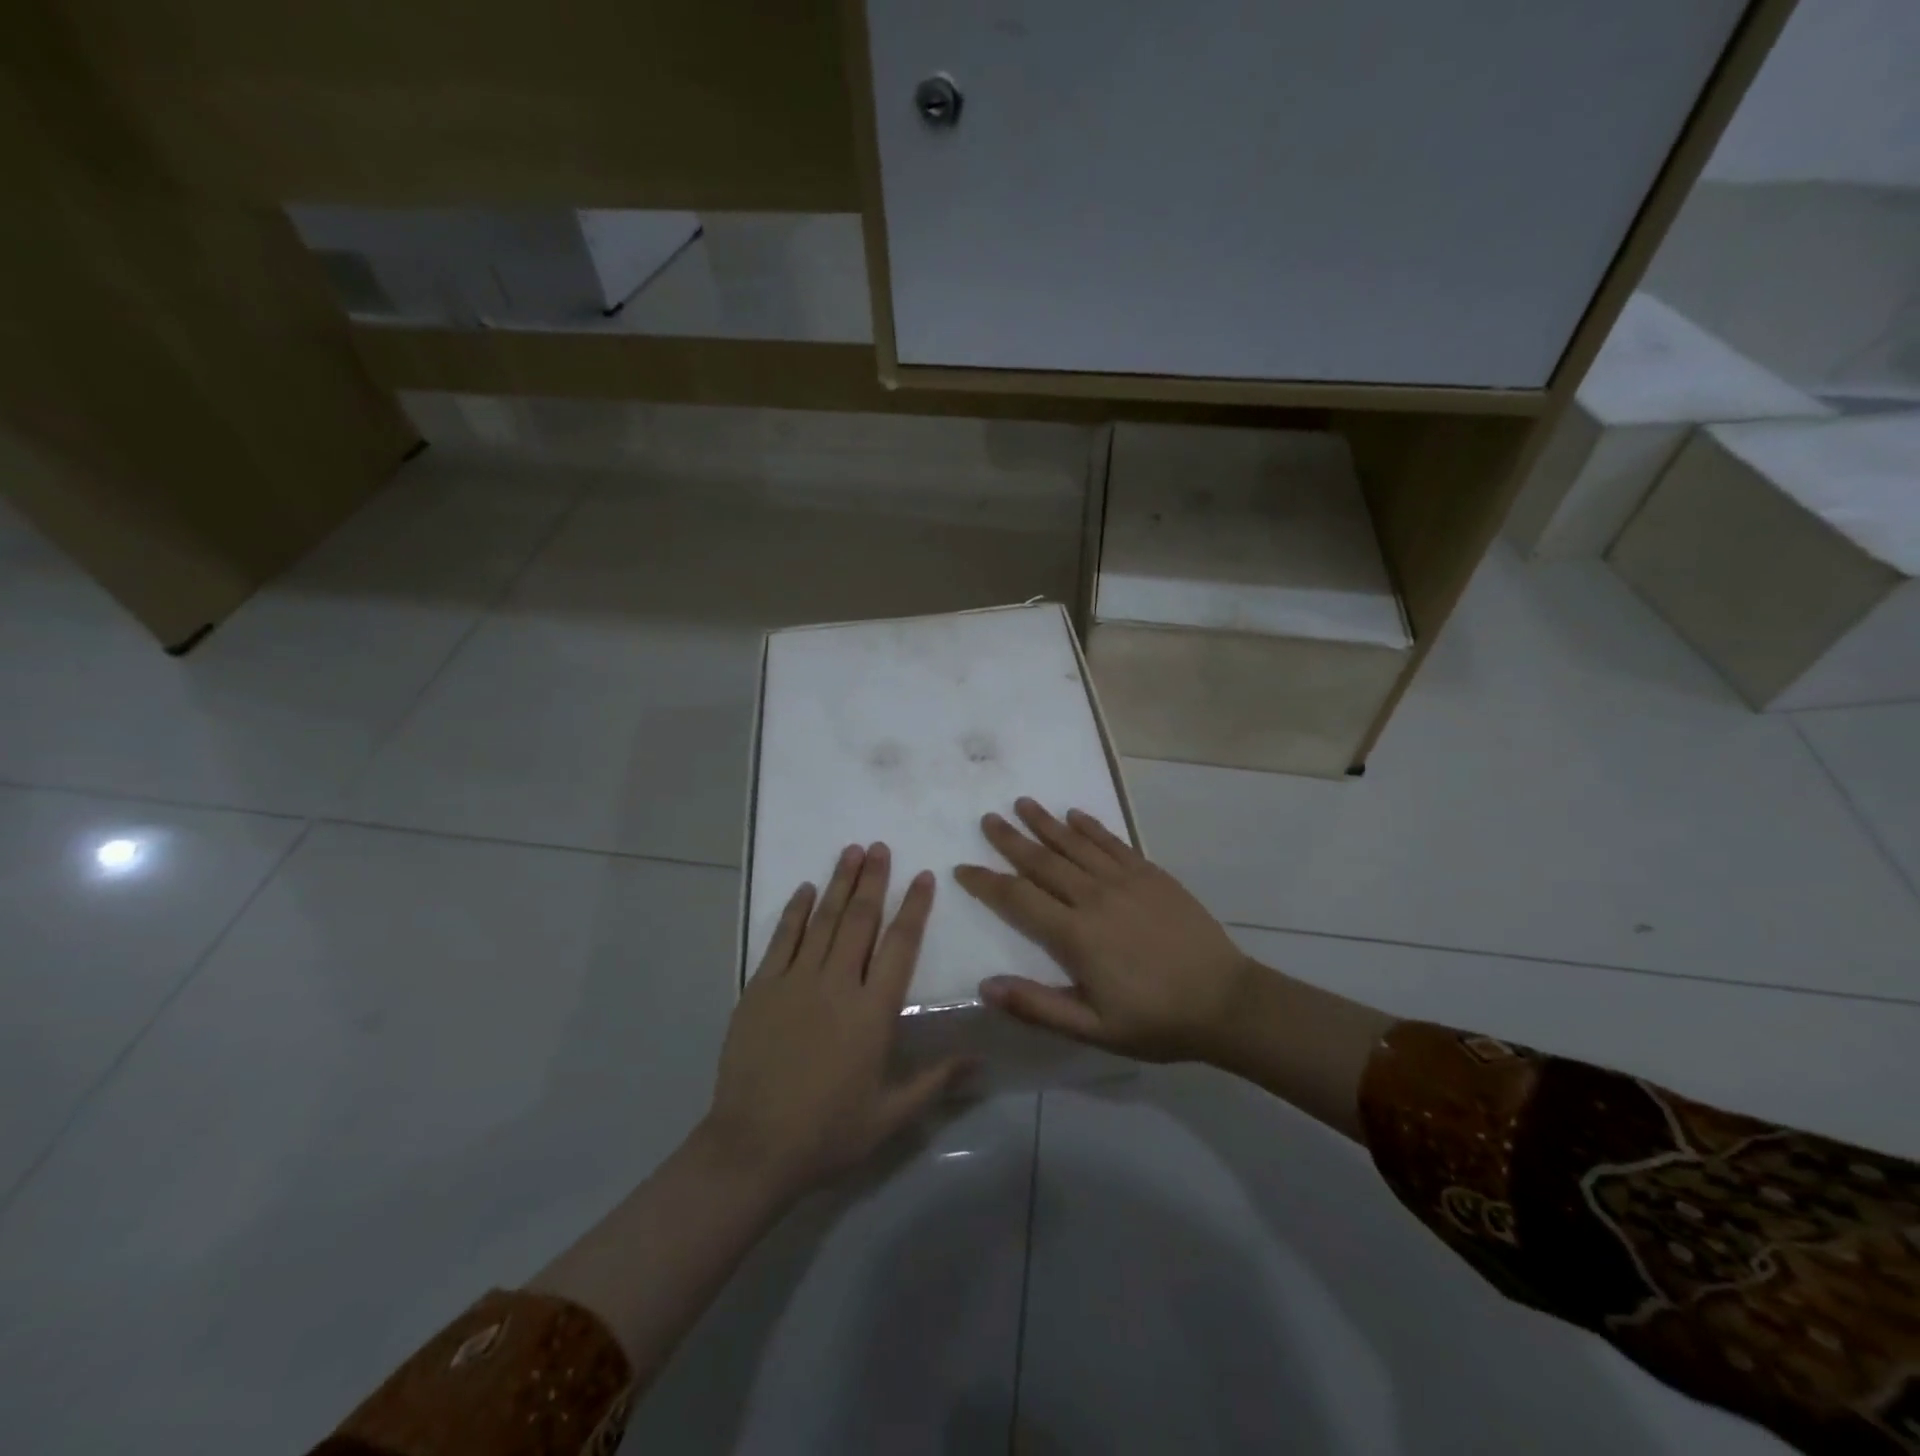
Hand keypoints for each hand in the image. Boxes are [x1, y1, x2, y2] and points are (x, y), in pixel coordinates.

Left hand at [701, 843, 969, 1203]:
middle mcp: (837, 984)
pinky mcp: (761, 988)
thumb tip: (981, 1060)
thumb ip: (936, 1081)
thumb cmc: (828, 1133)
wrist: (753, 1147)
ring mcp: (795, 982)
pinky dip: (794, 911)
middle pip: (859, 920)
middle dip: (873, 880)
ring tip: (851, 852)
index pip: (900, 945)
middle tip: (881, 847)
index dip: (913, 907)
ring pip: (822, 920)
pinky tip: (804, 889)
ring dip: (839, 883)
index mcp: (873, 1012)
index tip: (922, 876)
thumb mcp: (890, 1115)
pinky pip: (781, 939)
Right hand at [955, 799, 1254, 1063]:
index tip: (963, 868)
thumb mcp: (1093, 1029)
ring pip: (1075, 844)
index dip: (987, 882)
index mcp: (1075, 935)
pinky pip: (1113, 843)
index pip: (1018, 899)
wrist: (1225, 1002)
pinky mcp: (1151, 874)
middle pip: (1043, 861)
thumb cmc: (1155, 1020)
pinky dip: (1091, 827)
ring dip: (1046, 822)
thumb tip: (985, 986)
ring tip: (1023, 803)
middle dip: (1011, 839)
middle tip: (987, 818)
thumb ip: (1037, 1006)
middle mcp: (1094, 898)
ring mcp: (1125, 881)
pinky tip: (1075, 814)